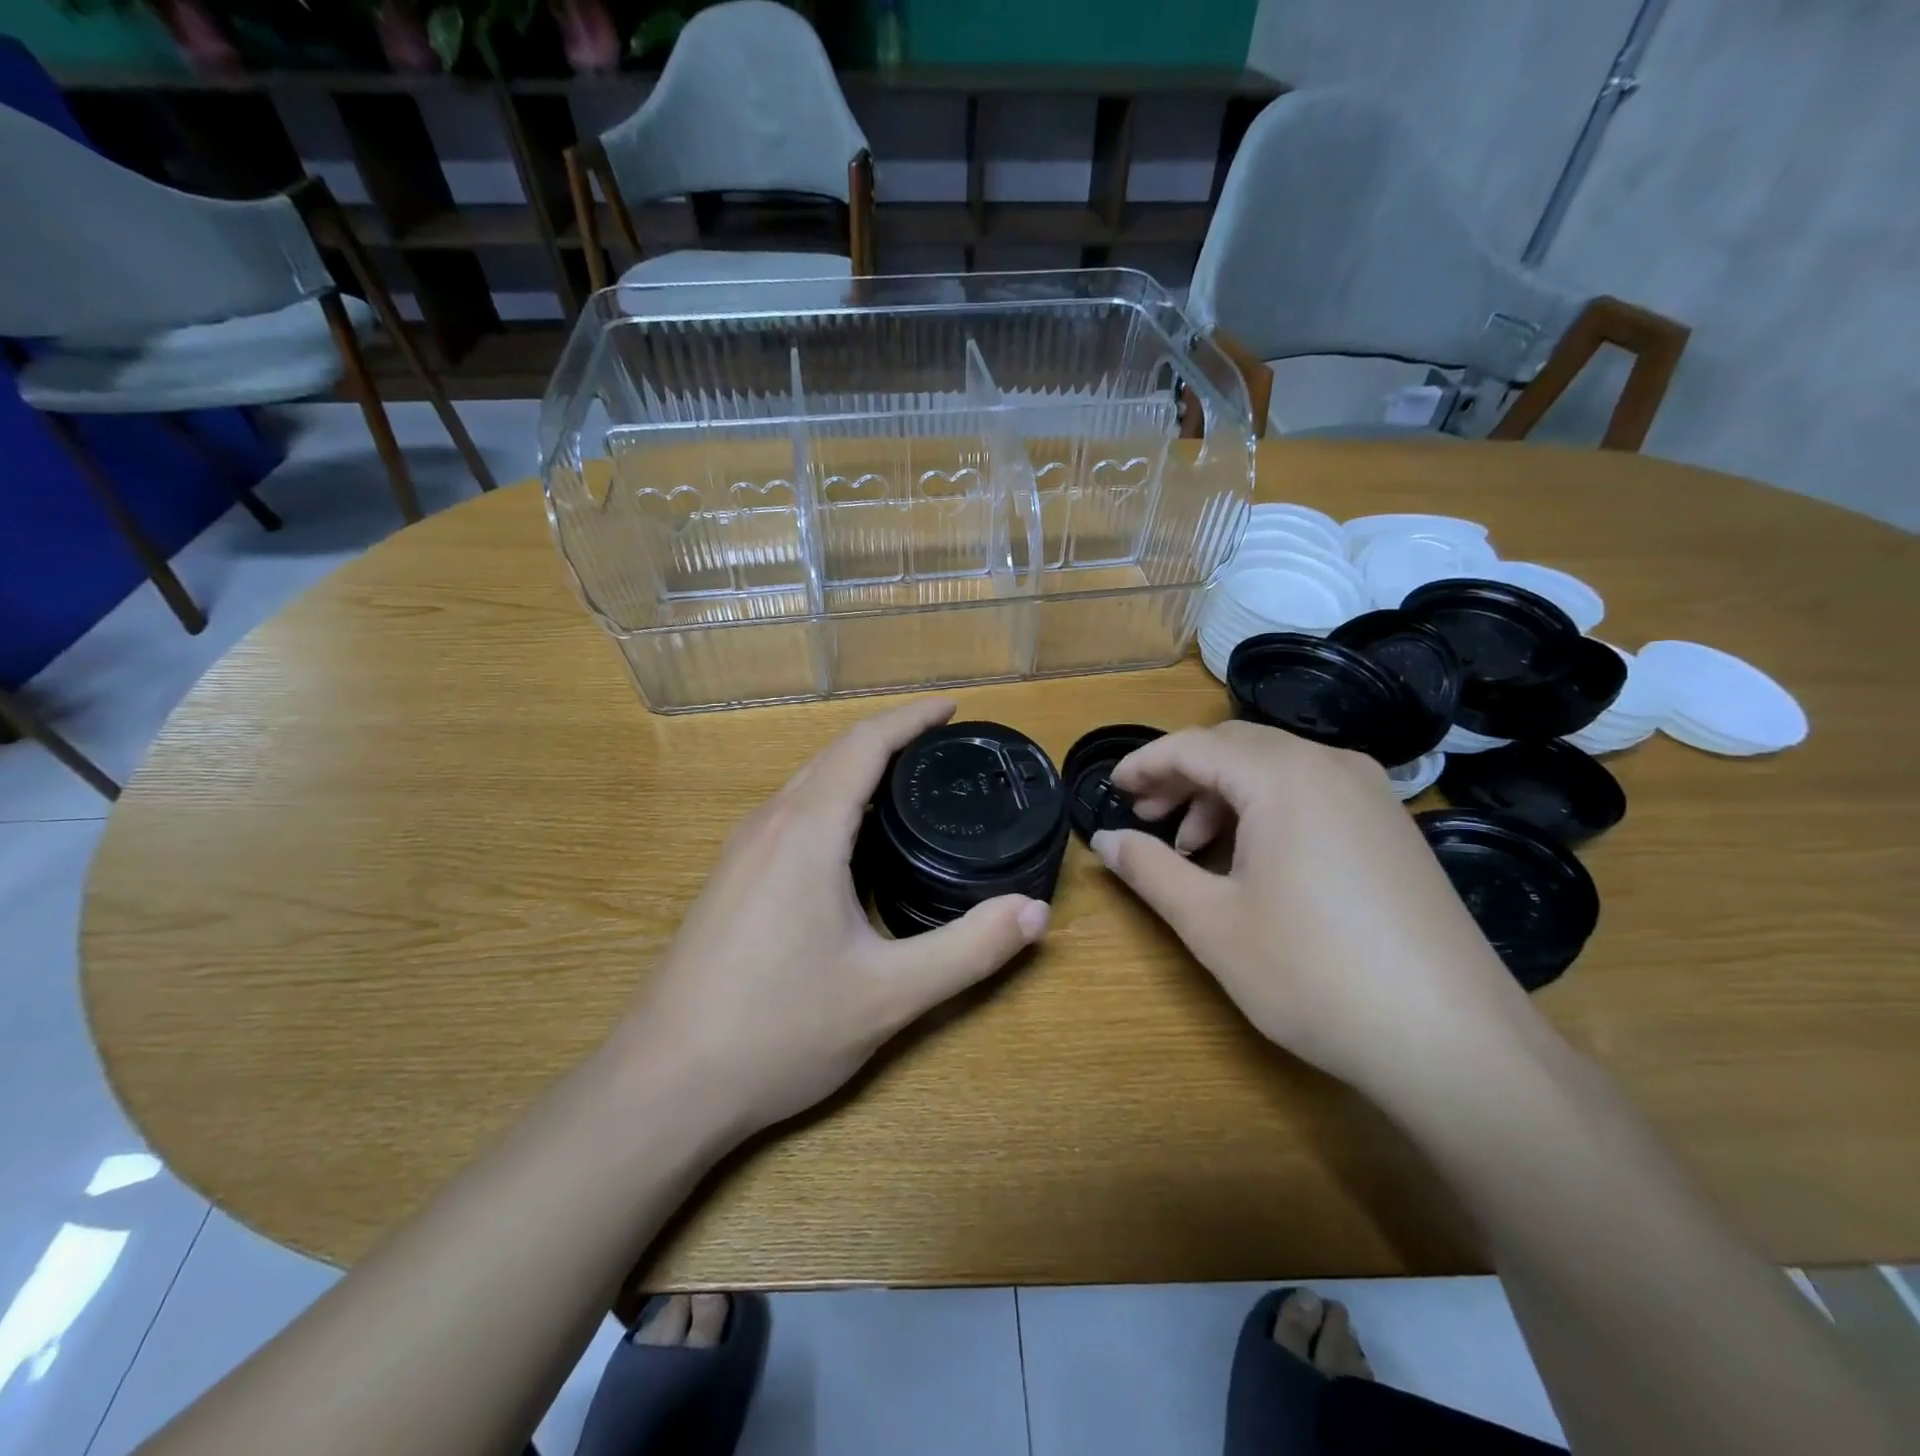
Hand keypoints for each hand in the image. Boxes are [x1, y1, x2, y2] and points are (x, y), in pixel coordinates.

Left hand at [621, 697, 1049, 1138]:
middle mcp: (769, 824)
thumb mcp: (889, 994)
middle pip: (834, 754)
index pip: (865, 744)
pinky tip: (851, 843)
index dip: (912, 719)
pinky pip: (789, 814)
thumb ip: (969, 949)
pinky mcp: (729, 879)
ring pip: (807, 783)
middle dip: (890, 739)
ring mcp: (740, 851)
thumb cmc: (778, 1031)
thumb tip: (1035, 913)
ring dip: (857, 769)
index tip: (953, 709)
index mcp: (807, 830)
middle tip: (944, 749)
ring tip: (908, 786)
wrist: (663, 1084)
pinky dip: (831, 801)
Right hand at [1090, 721, 1529, 1096]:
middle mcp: (1332, 766)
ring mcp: (1372, 795)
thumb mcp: (1212, 922)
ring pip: (1277, 769)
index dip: (1145, 763)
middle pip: (1236, 747)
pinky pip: (1313, 793)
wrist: (1454, 1042)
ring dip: (1224, 795)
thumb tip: (1105, 840)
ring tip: (1194, 849)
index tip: (1112, 789)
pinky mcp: (1393, 828)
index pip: (1194, 746)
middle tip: (1147, 817)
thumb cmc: (1313, 973)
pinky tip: (1253, 862)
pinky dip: (1267, 811)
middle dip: (1183, 776)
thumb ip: (1149, 870)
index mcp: (1284, 777)